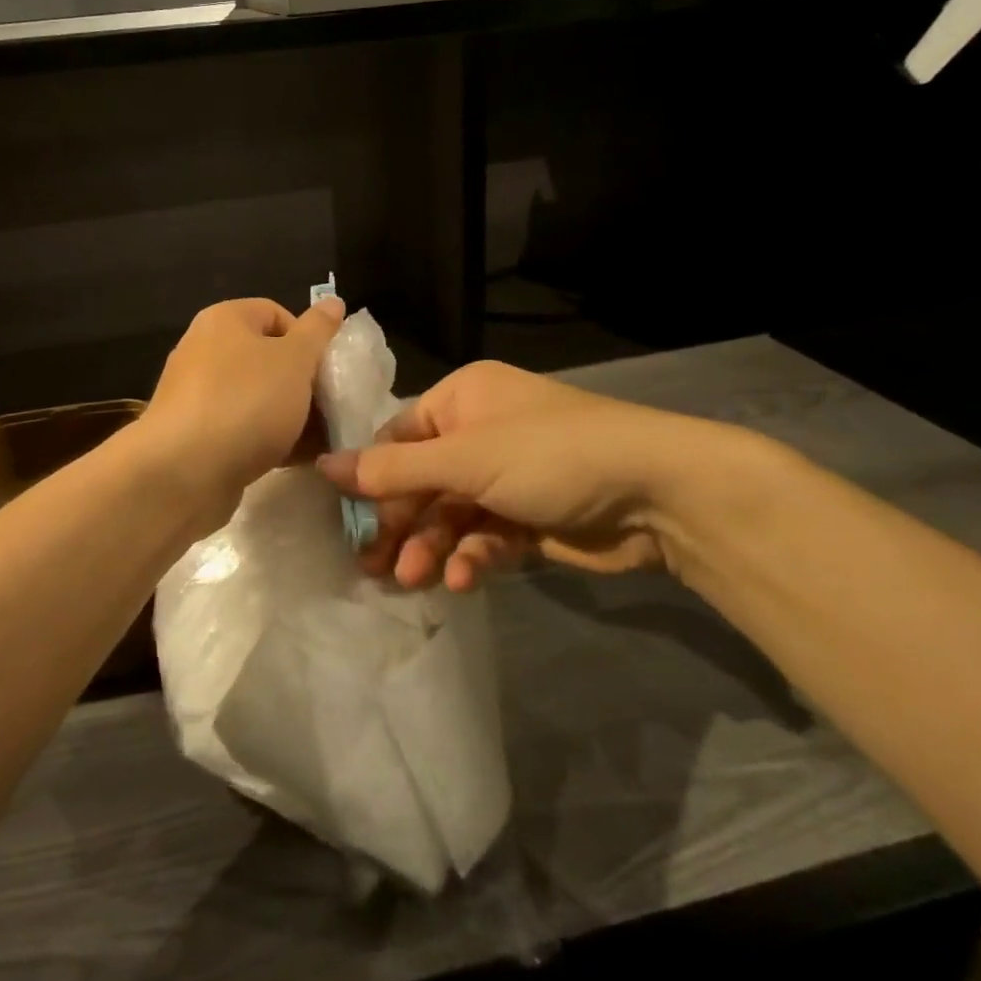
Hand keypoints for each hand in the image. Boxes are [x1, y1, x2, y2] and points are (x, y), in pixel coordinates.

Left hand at [143, 296, 345, 513]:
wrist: (184, 473)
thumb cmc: (246, 403)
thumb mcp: (295, 360)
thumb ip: (318, 331)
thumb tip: (333, 302)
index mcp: (224, 320)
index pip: (275, 313)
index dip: (307, 338)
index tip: (326, 370)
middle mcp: (204, 350)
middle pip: (267, 358)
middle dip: (302, 382)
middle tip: (329, 407)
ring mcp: (197, 395)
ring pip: (257, 397)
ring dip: (290, 415)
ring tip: (320, 439)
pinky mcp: (195, 435)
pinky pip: (241, 428)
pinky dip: (268, 439)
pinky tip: (295, 459)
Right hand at [316, 360, 768, 591]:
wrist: (658, 494)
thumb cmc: (548, 455)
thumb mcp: (464, 459)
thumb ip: (392, 469)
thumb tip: (323, 466)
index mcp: (462, 399)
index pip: (398, 437)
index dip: (371, 478)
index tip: (346, 520)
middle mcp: (480, 432)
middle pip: (422, 482)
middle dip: (400, 524)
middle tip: (371, 566)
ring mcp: (506, 477)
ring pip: (451, 515)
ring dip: (431, 546)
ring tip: (415, 580)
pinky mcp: (530, 519)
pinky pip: (485, 536)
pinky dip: (472, 557)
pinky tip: (462, 579)